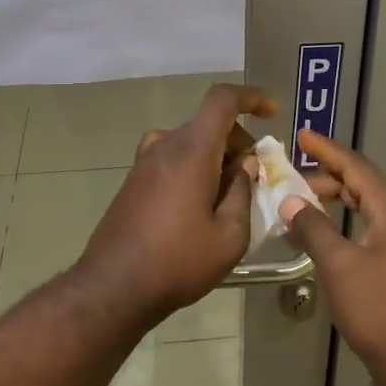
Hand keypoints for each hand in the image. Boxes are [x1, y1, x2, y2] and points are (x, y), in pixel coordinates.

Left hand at [78, 83, 276, 315]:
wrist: (113, 288)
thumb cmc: (178, 262)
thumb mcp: (229, 236)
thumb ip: (242, 192)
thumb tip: (245, 165)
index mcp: (191, 150)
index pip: (223, 100)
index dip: (252, 97)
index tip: (273, 115)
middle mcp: (165, 145)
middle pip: (209, 123)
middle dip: (238, 141)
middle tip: (256, 177)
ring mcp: (144, 162)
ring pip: (191, 142)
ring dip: (216, 156)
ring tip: (230, 195)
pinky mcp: (134, 180)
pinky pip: (172, 158)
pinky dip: (194, 166)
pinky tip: (200, 204)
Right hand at [278, 130, 385, 385]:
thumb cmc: (380, 310)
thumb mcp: (339, 266)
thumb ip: (313, 228)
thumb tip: (290, 199)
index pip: (356, 167)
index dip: (327, 150)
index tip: (301, 135)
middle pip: (362, 183)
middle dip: (327, 175)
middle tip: (292, 174)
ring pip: (366, 206)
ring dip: (335, 199)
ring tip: (302, 201)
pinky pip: (368, 227)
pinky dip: (344, 222)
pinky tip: (324, 233)